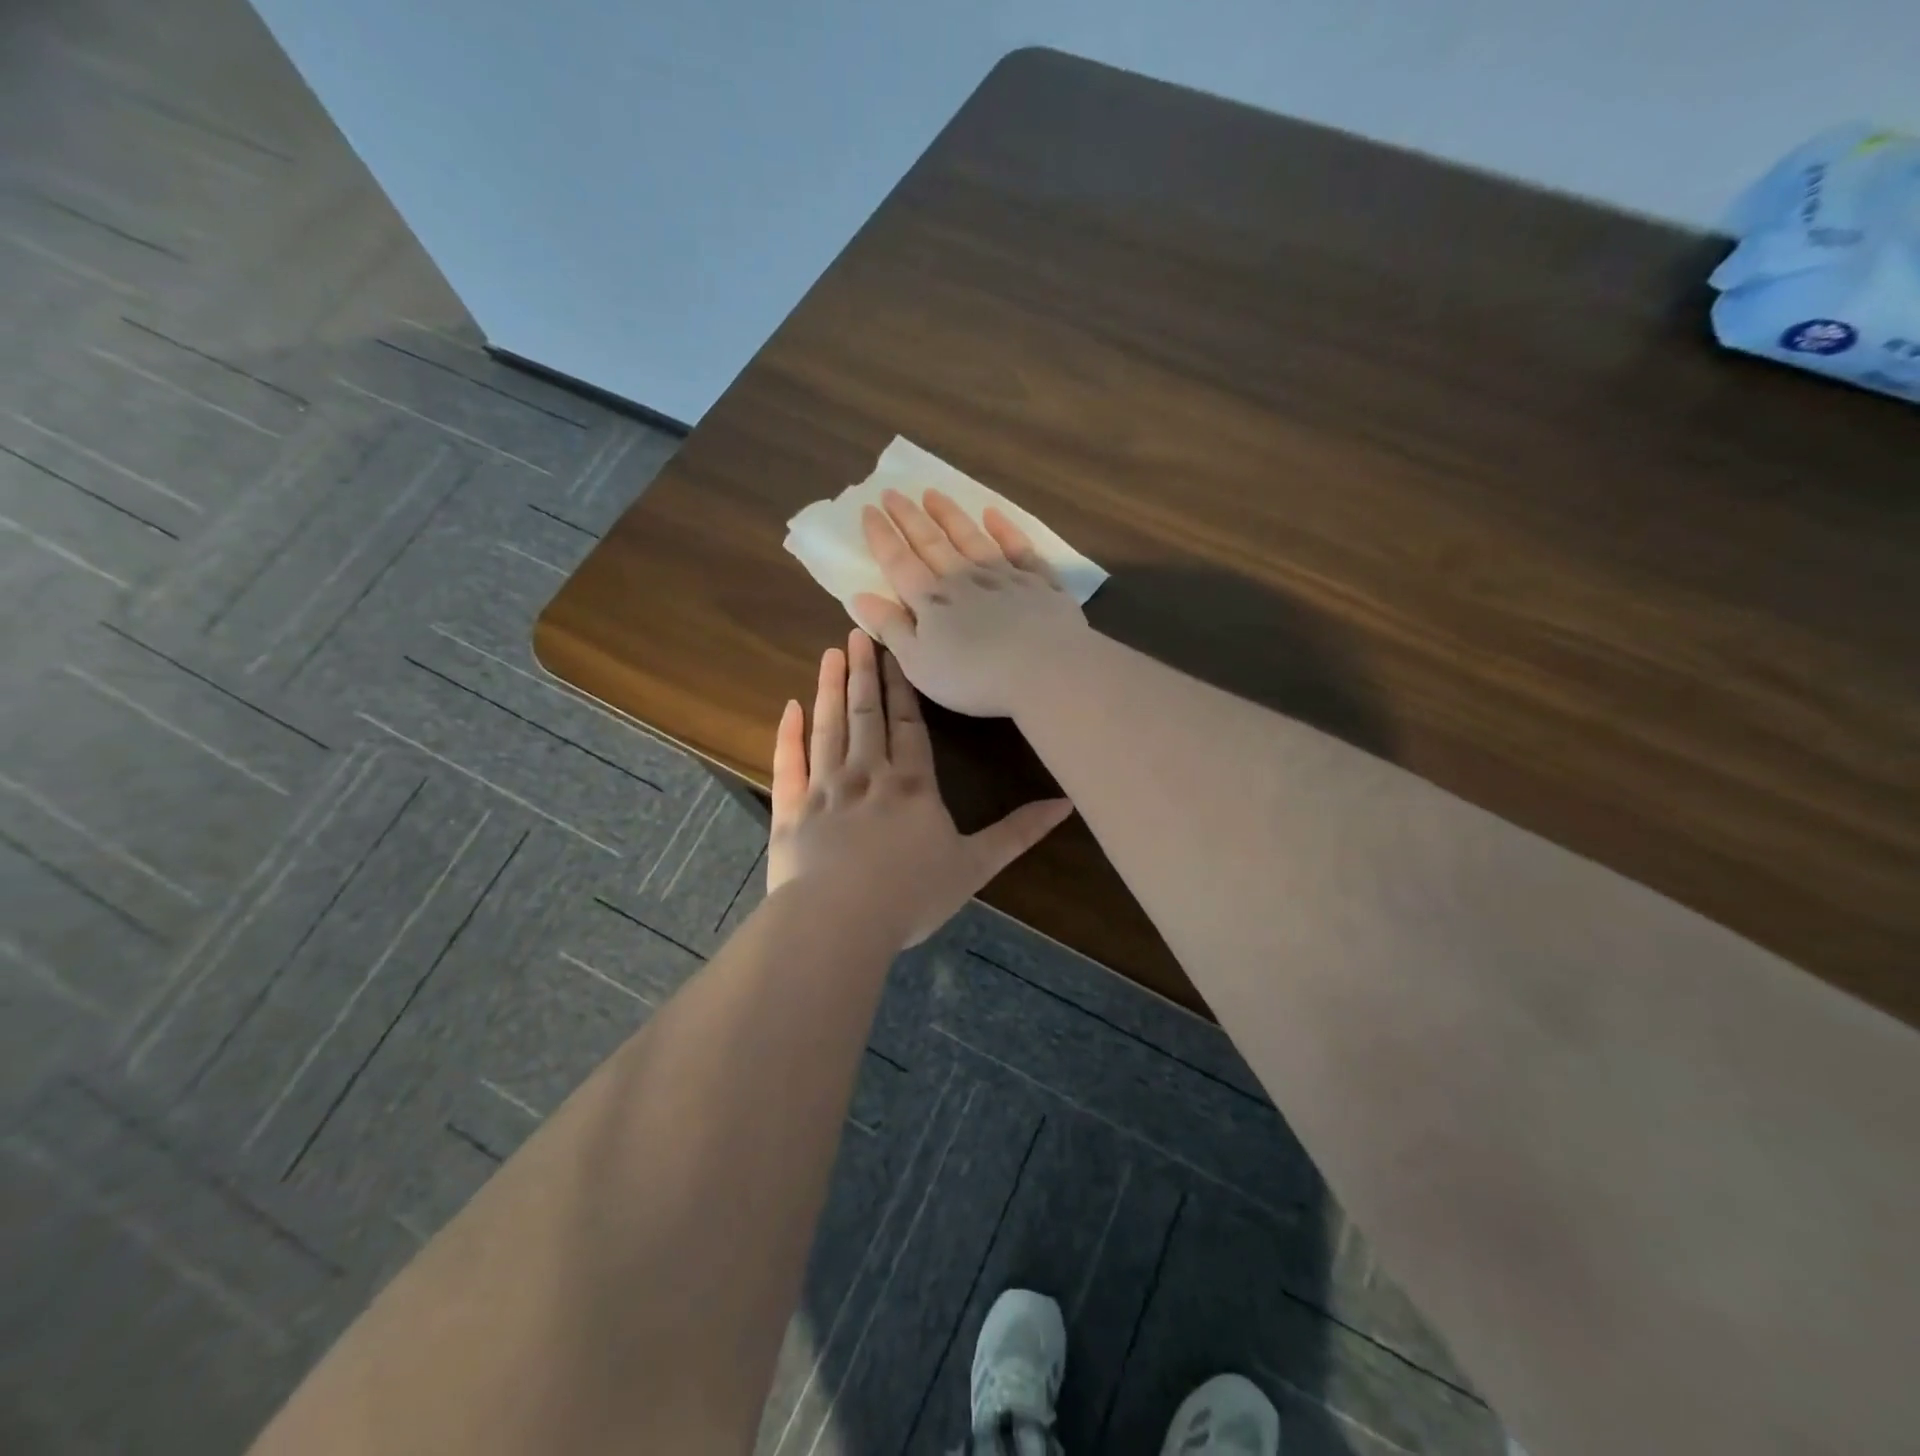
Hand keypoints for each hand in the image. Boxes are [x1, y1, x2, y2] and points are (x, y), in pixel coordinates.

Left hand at [765, 630, 1072, 947]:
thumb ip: (1018, 832)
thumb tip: (1066, 803)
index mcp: (911, 785)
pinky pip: (789, 764)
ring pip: (829, 727)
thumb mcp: (975, 866)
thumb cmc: (911, 895)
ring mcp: (825, 789)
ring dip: (831, 688)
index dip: (903, 686)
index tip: (896, 651)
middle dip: (865, 673)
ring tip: (832, 653)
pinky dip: (788, 734)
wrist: (839, 922)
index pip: (909, 724)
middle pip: (867, 714)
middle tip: (859, 633)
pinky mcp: (792, 810)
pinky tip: (789, 706)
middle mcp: (867, 774)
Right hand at [851, 489, 1090, 717]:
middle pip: (932, 543)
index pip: (899, 562)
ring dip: (950, 515)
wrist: (1045, 670)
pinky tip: (994, 515)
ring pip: (971, 538)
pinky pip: (1019, 548)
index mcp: (931, 601)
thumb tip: (860, 597)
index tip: (868, 509)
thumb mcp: (919, 663)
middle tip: (893, 492)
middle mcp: (964, 578)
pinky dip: (1006, 530)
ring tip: (933, 494)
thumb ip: (891, 628)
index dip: (882, 536)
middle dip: (909, 518)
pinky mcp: (1039, 583)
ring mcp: (1004, 576)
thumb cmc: (974, 677)